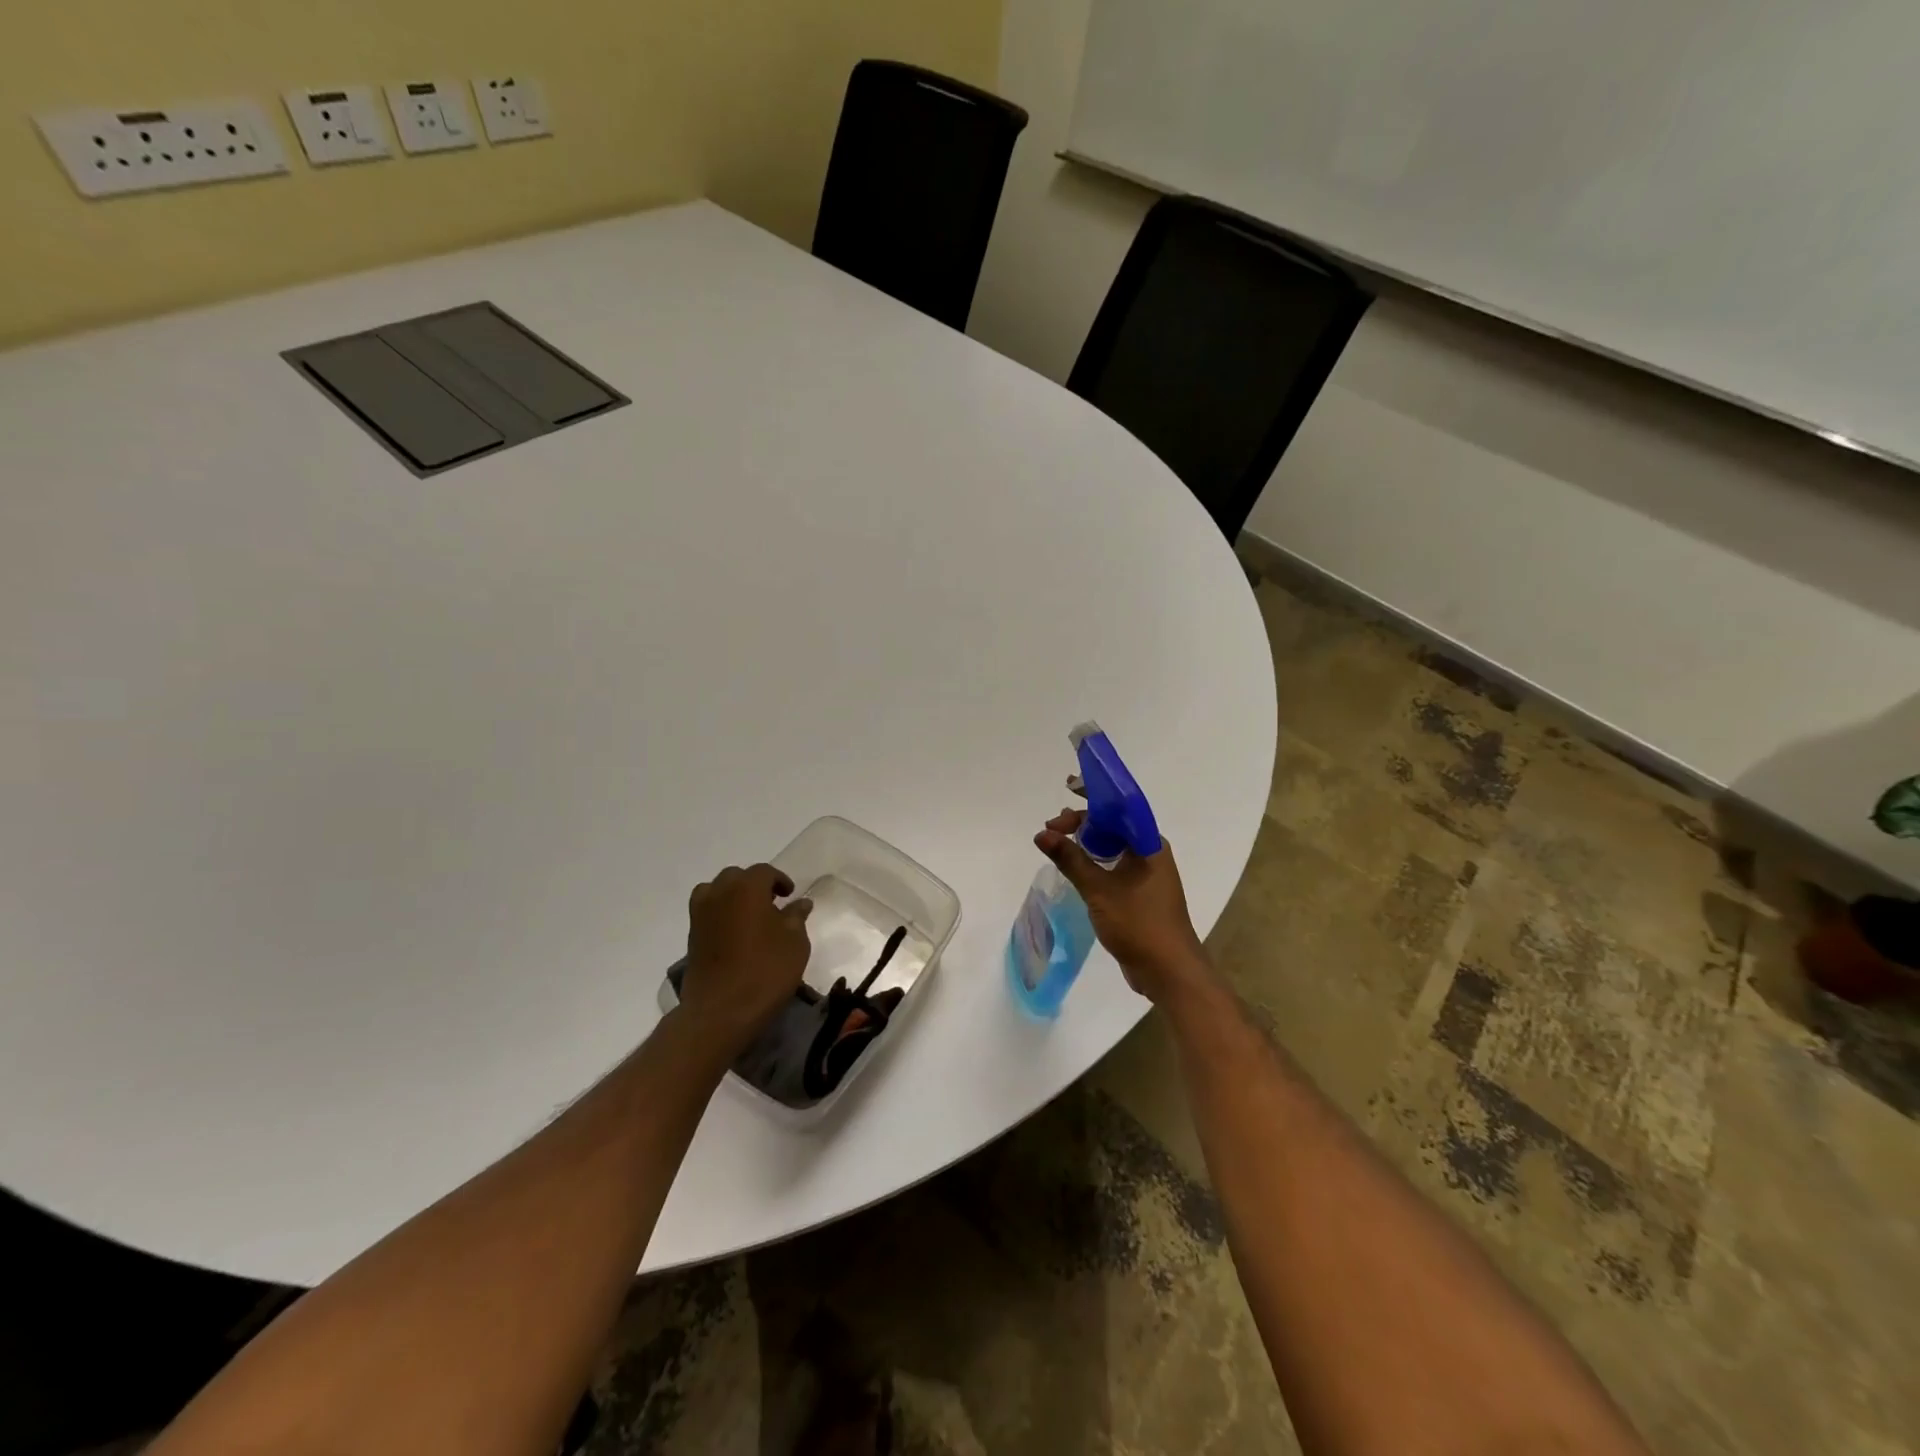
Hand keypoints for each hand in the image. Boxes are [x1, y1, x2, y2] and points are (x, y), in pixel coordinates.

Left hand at [679, 864, 813, 1058]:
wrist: (720, 1011)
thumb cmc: (765, 971)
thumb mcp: (795, 943)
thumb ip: (796, 917)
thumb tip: (800, 903)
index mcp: (747, 887)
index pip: (764, 872)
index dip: (780, 881)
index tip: (790, 895)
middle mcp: (719, 893)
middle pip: (737, 877)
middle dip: (754, 885)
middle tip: (772, 904)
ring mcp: (701, 914)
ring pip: (716, 891)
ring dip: (733, 897)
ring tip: (750, 917)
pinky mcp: (691, 936)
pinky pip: (707, 912)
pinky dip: (721, 914)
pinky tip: (736, 935)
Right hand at [1035, 807, 1210, 1004]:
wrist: (1169, 971)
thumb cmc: (1138, 924)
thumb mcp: (1098, 890)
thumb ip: (1070, 859)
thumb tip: (1042, 834)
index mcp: (1149, 844)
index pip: (1116, 810)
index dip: (1085, 807)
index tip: (1057, 816)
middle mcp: (1151, 853)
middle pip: (1114, 827)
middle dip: (1083, 824)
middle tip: (1052, 831)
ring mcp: (1148, 875)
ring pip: (1114, 848)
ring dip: (1088, 844)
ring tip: (1060, 845)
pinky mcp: (1142, 894)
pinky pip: (1116, 868)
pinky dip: (1096, 864)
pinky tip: (1078, 871)